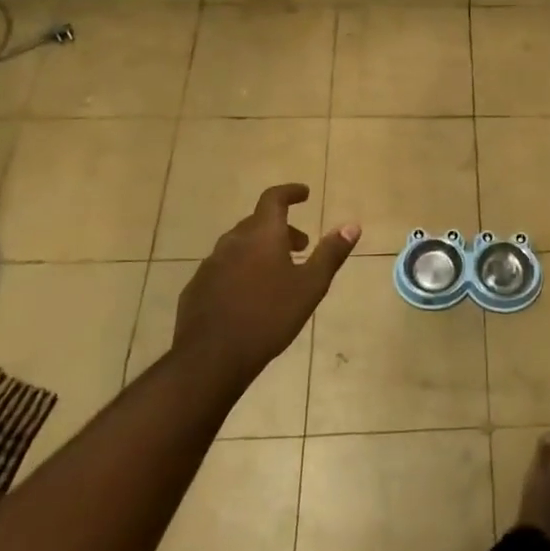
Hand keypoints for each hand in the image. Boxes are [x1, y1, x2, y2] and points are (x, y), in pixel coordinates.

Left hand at [171, 184, 358, 380]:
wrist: (210, 357)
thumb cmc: (268, 317)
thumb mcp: (310, 286)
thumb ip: (331, 253)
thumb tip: (352, 225)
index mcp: (262, 234)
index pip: (274, 198)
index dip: (290, 192)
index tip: (305, 194)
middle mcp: (233, 241)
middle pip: (258, 223)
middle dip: (281, 229)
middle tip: (301, 246)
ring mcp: (211, 264)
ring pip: (240, 245)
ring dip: (261, 250)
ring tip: (278, 272)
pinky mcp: (197, 287)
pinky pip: (224, 268)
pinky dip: (241, 269)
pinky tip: (249, 296)